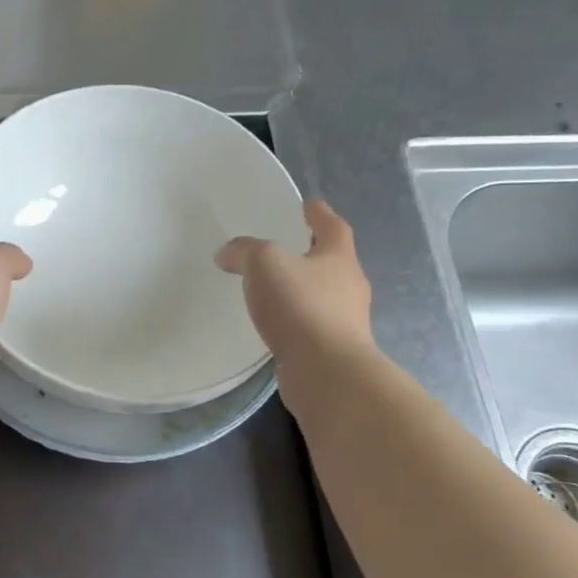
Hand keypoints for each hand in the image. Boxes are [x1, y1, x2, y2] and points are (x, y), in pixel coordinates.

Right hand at [216, 199, 373, 362]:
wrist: (327, 373)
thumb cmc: (301, 307)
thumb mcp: (264, 264)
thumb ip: (244, 252)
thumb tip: (228, 254)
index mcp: (339, 258)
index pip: (333, 227)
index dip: (319, 214)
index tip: (310, 205)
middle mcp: (349, 286)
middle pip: (333, 262)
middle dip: (313, 254)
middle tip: (289, 249)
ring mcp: (346, 322)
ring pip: (325, 296)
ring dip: (305, 290)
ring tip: (276, 290)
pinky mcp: (334, 351)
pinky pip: (313, 326)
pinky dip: (297, 321)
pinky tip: (277, 326)